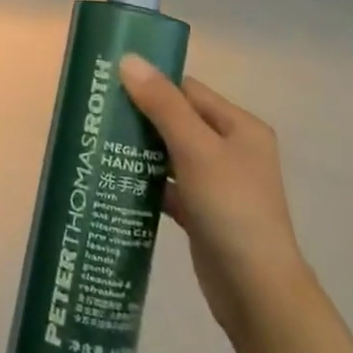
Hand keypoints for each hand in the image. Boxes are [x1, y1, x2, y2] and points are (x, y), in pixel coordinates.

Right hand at [120, 55, 313, 343]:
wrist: (256, 292)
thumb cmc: (232, 209)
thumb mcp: (196, 149)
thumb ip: (162, 105)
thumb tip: (129, 59)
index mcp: (239, 127)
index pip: (188, 90)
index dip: (151, 83)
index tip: (109, 82)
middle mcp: (231, 150)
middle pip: (177, 120)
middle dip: (140, 116)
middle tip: (97, 113)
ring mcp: (217, 183)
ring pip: (170, 154)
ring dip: (139, 149)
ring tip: (97, 142)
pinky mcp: (202, 212)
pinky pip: (168, 185)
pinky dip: (145, 181)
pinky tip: (114, 179)